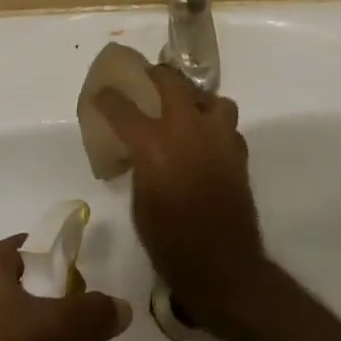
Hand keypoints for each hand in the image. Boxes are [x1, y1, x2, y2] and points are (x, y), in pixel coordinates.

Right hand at [93, 66, 264, 331]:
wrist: (222, 265)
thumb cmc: (170, 242)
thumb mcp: (140, 203)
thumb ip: (142, 168)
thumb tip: (143, 155)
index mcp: (153, 144)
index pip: (123, 108)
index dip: (108, 98)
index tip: (101, 93)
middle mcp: (186, 130)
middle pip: (172, 83)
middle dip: (157, 75)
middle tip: (149, 77)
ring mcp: (217, 138)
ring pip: (213, 99)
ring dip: (199, 101)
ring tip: (190, 112)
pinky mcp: (238, 153)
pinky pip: (228, 128)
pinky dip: (217, 130)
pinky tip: (209, 145)